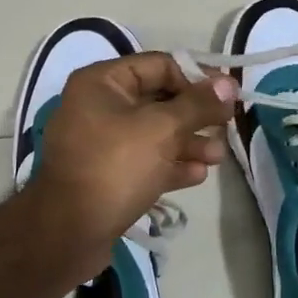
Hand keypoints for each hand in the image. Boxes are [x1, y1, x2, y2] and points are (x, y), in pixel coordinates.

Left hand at [23, 52, 237, 275]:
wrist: (68, 233)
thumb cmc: (115, 167)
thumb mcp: (162, 129)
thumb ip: (198, 104)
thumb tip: (229, 84)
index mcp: (102, 83)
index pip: (160, 65)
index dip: (197, 78)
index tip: (228, 96)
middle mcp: (99, 107)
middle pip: (160, 100)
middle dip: (196, 114)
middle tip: (227, 126)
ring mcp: (102, 144)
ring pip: (155, 134)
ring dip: (189, 142)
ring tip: (218, 157)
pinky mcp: (108, 176)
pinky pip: (146, 161)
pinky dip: (171, 164)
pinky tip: (198, 175)